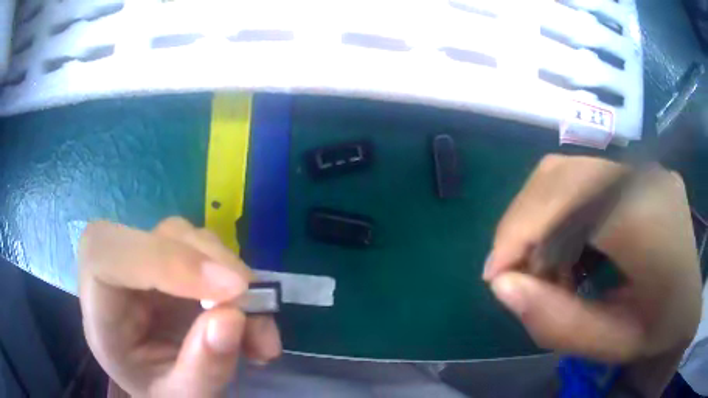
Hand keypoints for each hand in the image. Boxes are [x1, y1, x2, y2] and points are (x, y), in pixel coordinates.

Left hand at [79, 217, 280, 396]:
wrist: (161, 381)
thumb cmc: (159, 389)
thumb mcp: (181, 396)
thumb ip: (202, 368)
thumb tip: (234, 316)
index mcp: (98, 309)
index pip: (107, 255)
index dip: (161, 261)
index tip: (228, 290)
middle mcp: (116, 272)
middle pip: (155, 237)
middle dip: (210, 267)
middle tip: (255, 309)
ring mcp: (144, 259)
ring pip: (186, 237)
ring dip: (232, 275)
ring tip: (260, 334)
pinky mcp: (170, 259)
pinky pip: (205, 251)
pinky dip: (236, 280)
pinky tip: (253, 319)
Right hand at [483, 155, 701, 363]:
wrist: (693, 300)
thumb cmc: (663, 328)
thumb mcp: (615, 344)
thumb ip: (560, 323)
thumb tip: (503, 285)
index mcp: (648, 217)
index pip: (567, 199)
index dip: (520, 231)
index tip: (497, 277)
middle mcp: (643, 175)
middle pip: (559, 175)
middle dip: (524, 224)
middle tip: (519, 274)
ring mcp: (642, 167)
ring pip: (567, 174)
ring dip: (541, 219)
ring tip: (549, 268)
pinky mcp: (638, 172)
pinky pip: (583, 180)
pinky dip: (561, 213)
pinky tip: (571, 251)